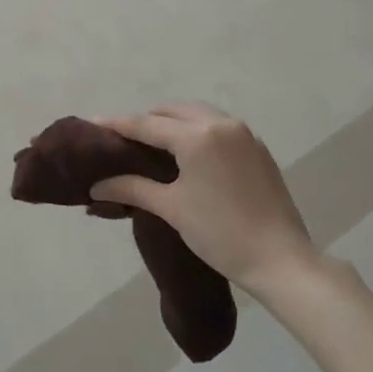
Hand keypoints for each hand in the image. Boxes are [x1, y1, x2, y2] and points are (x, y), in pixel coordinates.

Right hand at [91, 103, 315, 292]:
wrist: (280, 259)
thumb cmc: (219, 233)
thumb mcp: (171, 208)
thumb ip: (131, 188)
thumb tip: (97, 185)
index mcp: (197, 136)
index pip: (147, 124)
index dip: (117, 124)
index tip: (92, 123)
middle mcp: (222, 125)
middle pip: (173, 112)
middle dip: (145, 121)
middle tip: (121, 139)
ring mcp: (244, 136)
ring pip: (198, 116)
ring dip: (172, 123)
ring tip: (151, 144)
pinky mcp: (258, 150)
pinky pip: (218, 128)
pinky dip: (195, 132)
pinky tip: (185, 154)